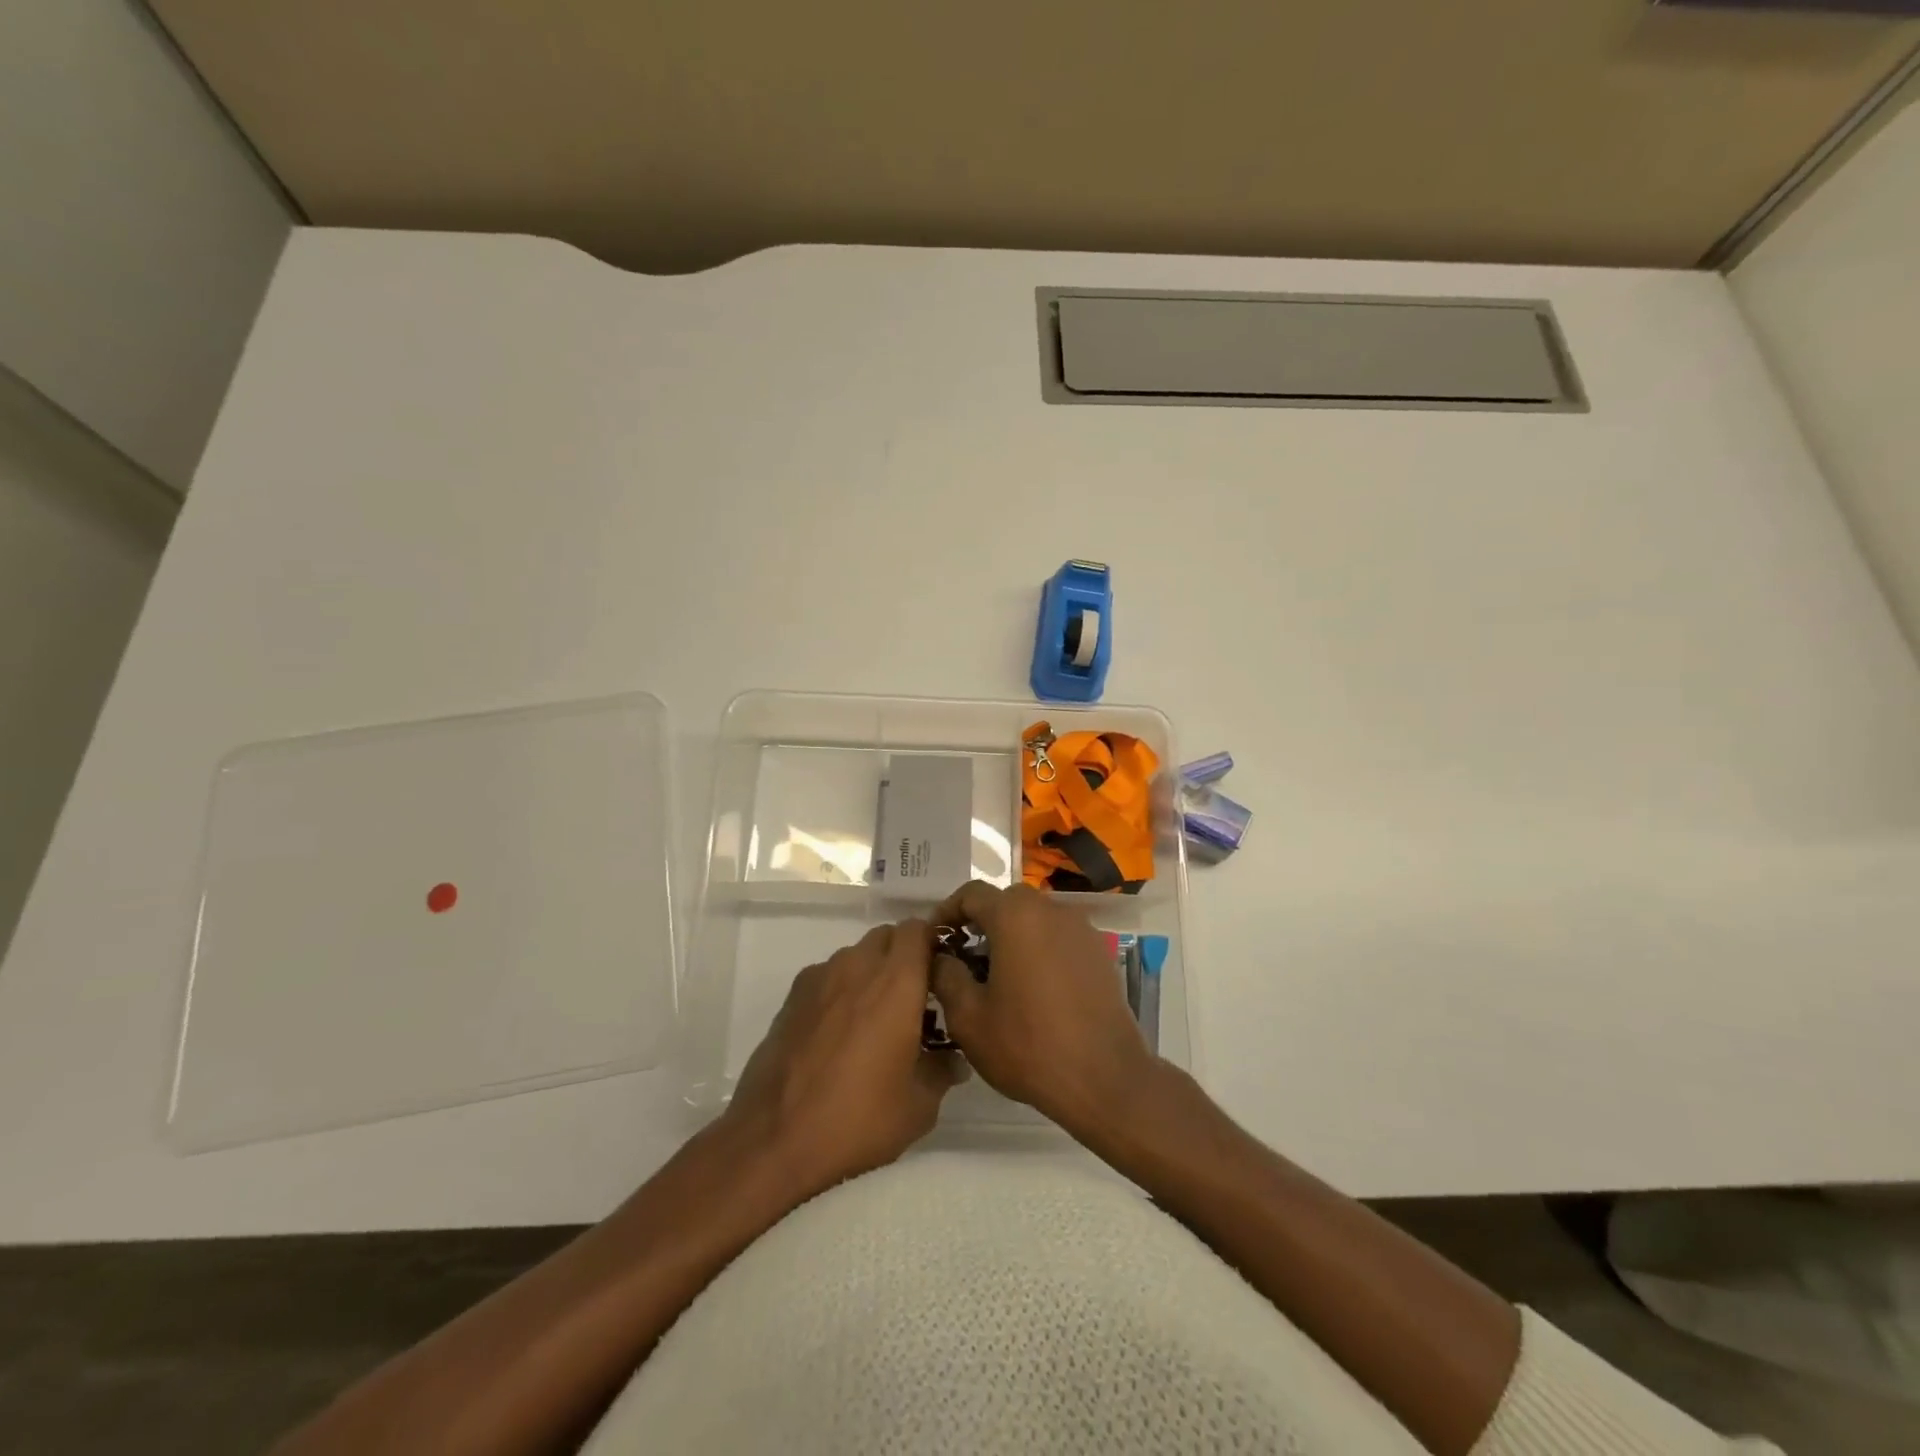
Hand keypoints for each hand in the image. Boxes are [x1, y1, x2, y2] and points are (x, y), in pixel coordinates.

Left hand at [723, 919, 964, 1200]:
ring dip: (871, 972)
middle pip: (887, 936)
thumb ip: (941, 1072)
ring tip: (874, 1019)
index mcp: (896, 982)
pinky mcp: (792, 997)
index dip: (933, 944)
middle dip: (903, 956)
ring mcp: (820, 978)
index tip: (941, 975)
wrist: (774, 1139)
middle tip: (913, 999)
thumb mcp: (918, 1107)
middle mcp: (857, 966)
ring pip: (855, 955)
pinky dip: (840, 990)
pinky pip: (827, 976)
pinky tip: (838, 1033)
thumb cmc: (858, 1118)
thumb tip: (953, 1062)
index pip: (919, 929)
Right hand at [930, 881, 1155, 1142]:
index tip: (934, 940)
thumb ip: (946, 976)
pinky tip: (1033, 988)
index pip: (971, 893)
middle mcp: (1051, 910)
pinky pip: (1059, 937)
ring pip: (1035, 919)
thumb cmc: (1029, 1045)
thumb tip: (942, 957)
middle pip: (1006, 902)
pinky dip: (1039, 949)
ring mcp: (1081, 929)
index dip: (946, 912)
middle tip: (963, 959)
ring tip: (997, 976)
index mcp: (1015, 916)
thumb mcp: (968, 1018)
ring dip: (1012, 936)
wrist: (1105, 1079)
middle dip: (981, 923)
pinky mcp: (1099, 952)